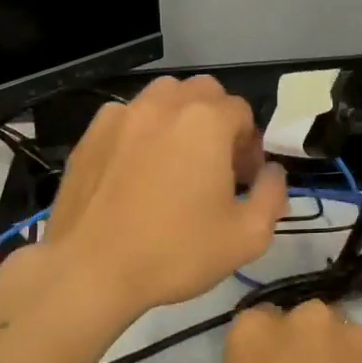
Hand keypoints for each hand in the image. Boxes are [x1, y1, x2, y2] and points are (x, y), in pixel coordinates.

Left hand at [37, 75, 287, 315]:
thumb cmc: (174, 252)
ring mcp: (123, 115)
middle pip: (204, 92)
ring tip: (175, 159)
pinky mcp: (91, 134)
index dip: (250, 145)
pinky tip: (136, 169)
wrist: (89, 271)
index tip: (244, 180)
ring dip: (180, 117)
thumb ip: (272, 195)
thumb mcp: (247, 237)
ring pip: (164, 95)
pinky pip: (128, 115)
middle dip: (218, 120)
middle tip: (215, 164)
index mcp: (206, 122)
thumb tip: (272, 173)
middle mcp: (164, 105)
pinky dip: (141, 130)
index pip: (242, 112)